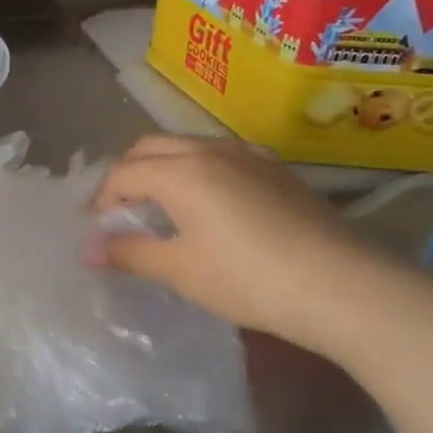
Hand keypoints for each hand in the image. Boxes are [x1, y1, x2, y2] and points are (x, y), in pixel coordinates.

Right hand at [91, 134, 398, 359]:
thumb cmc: (248, 279)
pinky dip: (197, 171)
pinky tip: (210, 206)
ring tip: (162, 207)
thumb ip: (129, 253)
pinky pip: (220, 156)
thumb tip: (89, 250)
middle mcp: (210, 149)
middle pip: (150, 147)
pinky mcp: (276, 169)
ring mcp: (248, 154)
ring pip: (187, 146)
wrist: (343, 286)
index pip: (122, 173)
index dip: (101, 201)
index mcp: (180, 171)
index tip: (98, 232)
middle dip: (127, 174)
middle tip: (123, 212)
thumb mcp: (180, 271)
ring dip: (162, 168)